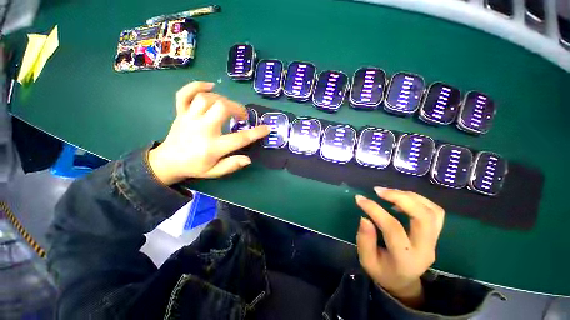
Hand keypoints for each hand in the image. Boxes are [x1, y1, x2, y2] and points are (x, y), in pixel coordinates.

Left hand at [148, 81, 269, 184]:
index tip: (267, 128)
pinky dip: (197, 86)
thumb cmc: (194, 167)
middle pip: (222, 108)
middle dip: (238, 108)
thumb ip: (231, 165)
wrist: (167, 162)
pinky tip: (209, 86)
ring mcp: (189, 118)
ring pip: (206, 98)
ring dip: (222, 99)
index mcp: (212, 146)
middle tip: (243, 116)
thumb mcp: (214, 172)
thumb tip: (248, 159)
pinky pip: (185, 94)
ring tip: (228, 107)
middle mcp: (202, 129)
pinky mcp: (181, 113)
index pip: (240, 138)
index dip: (256, 133)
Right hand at [355, 187, 444, 307]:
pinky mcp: (436, 234)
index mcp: (406, 258)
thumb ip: (365, 240)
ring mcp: (434, 241)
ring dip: (409, 196)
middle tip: (378, 191)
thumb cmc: (383, 272)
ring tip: (388, 192)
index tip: (359, 199)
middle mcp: (425, 249)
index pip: (393, 228)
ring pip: (432, 211)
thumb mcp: (367, 261)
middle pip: (423, 217)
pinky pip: (435, 211)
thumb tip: (365, 217)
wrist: (404, 282)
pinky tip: (401, 198)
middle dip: (400, 198)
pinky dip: (418, 199)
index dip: (375, 210)